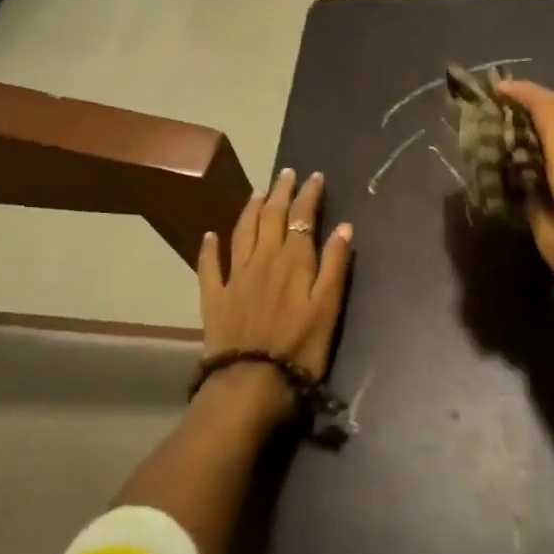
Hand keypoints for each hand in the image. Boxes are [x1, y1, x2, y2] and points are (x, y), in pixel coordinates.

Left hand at [197, 169, 353, 429]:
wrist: (251, 381)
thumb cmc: (300, 348)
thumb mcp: (328, 307)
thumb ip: (334, 265)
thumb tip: (343, 227)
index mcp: (293, 260)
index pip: (301, 217)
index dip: (308, 195)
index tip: (315, 176)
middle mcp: (263, 259)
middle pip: (270, 217)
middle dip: (280, 192)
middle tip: (286, 173)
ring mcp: (235, 276)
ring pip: (242, 232)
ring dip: (250, 209)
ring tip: (257, 192)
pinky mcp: (214, 296)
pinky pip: (210, 265)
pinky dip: (210, 247)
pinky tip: (210, 235)